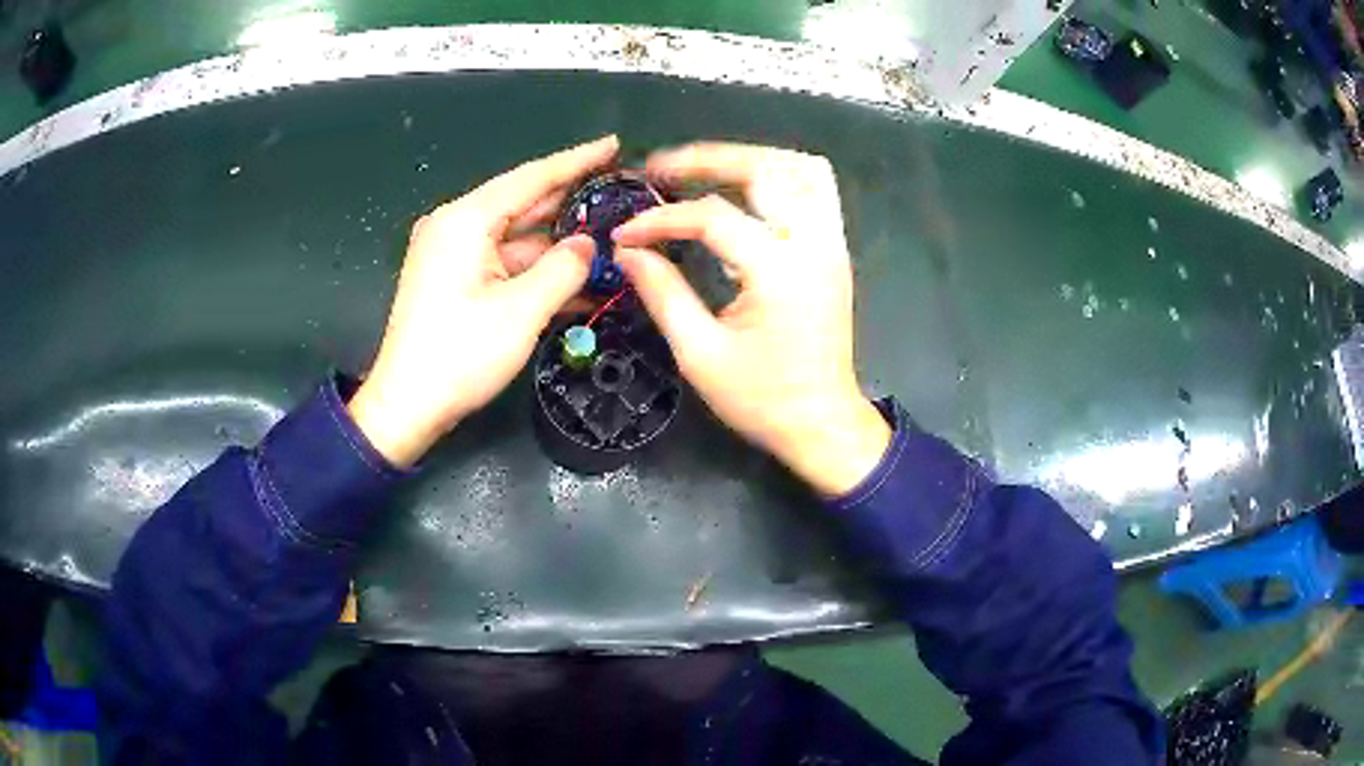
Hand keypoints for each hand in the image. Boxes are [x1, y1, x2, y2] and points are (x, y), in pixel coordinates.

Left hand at [348, 136, 618, 466]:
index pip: (532, 178)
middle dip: (572, 200)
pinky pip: (504, 262)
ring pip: (517, 236)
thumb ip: (564, 268)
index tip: (614, 145)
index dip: (577, 161)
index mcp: (466, 220)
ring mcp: (453, 253)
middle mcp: (457, 226)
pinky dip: (537, 269)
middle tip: (621, 191)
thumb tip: (590, 245)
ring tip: (611, 238)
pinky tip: (577, 278)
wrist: (407, 405)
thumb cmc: (459, 355)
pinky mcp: (455, 279)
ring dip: (559, 243)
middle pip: (524, 203)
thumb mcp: (521, 311)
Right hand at [612, 143, 890, 495]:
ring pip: (801, 169)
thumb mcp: (700, 354)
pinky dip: (779, 177)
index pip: (713, 216)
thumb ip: (663, 293)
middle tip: (662, 169)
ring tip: (705, 171)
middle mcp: (813, 245)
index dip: (662, 219)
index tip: (625, 234)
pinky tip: (743, 192)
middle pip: (766, 168)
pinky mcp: (835, 252)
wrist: (823, 424)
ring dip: (751, 160)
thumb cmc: (762, 399)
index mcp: (779, 272)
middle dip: (709, 159)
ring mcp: (832, 245)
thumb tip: (628, 252)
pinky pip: (815, 191)